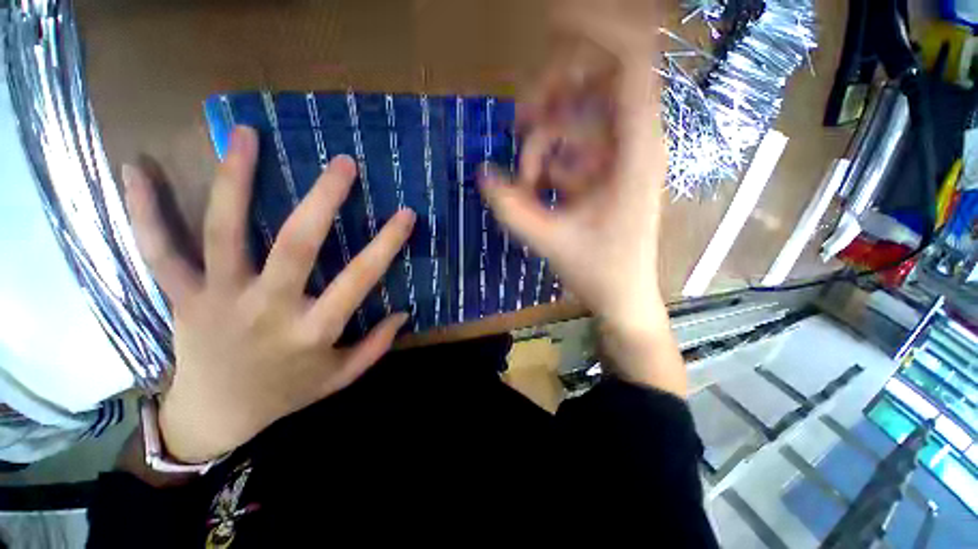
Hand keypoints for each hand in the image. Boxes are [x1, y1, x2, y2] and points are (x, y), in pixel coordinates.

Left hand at [124, 126, 414, 462]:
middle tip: (343, 163)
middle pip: (296, 245)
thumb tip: (404, 314)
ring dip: (234, 181)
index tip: (406, 214)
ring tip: (247, 135)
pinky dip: (144, 210)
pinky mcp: (181, 297)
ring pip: (224, 233)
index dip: (386, 244)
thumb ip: (376, 346)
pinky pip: (159, 251)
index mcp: (312, 331)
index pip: (359, 279)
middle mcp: (267, 309)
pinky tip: (137, 167)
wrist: (216, 417)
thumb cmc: (286, 394)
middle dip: (322, 200)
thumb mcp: (340, 377)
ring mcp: (218, 298)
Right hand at [479, 19, 685, 394]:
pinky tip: (536, 188)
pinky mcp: (605, 173)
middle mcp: (633, 143)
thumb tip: (483, 174)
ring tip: (525, 175)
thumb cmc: (599, 271)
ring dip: (544, 137)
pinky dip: (550, 160)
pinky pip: (575, 147)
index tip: (549, 20)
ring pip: (579, 117)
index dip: (595, 28)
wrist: (622, 295)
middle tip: (520, 121)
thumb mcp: (549, 240)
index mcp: (635, 151)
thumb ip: (511, 207)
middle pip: (596, 82)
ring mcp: (619, 157)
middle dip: (552, 95)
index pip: (631, 60)